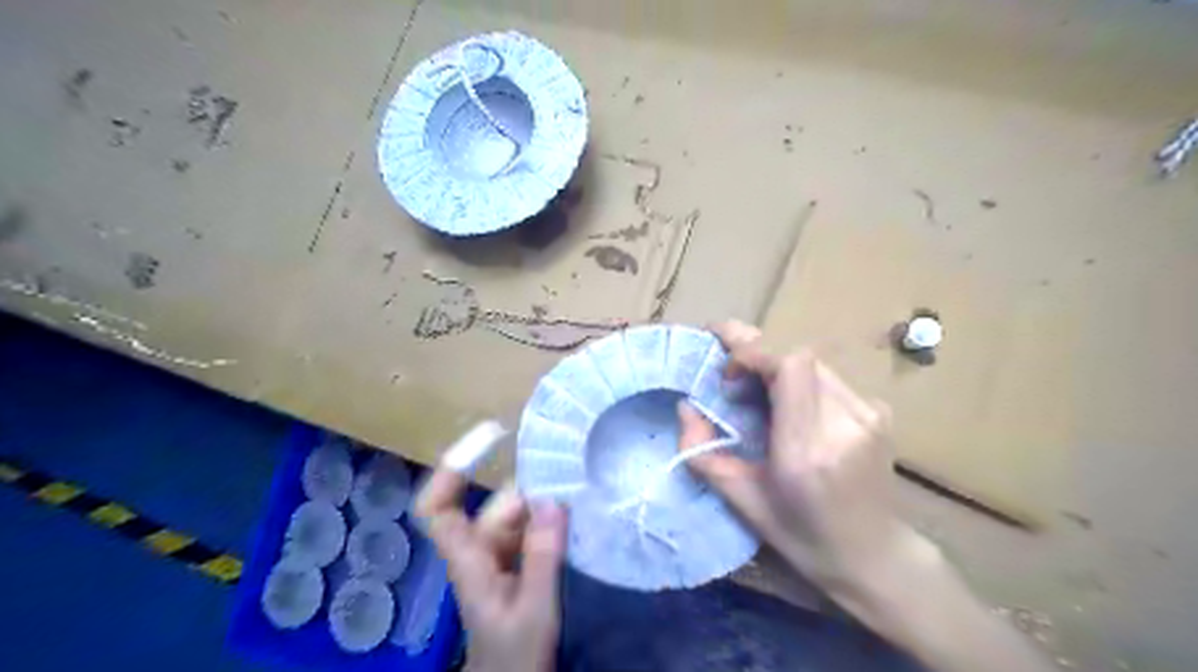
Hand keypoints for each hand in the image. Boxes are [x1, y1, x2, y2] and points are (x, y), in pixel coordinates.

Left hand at [417, 470, 568, 671]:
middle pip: (494, 504)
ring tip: (581, 494)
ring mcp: (498, 555)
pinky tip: (576, 516)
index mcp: (468, 561)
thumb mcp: (534, 609)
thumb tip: (553, 500)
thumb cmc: (515, 654)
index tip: (489, 440)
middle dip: (528, 492)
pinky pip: (532, 528)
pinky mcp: (518, 561)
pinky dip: (550, 520)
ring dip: (544, 504)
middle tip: (570, 477)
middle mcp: (479, 549)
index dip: (453, 471)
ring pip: (518, 514)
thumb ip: (542, 557)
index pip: (438, 509)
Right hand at [679, 323, 1051, 668]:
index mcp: (807, 451)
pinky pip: (829, 378)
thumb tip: (685, 406)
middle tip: (732, 379)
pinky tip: (792, 409)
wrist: (874, 555)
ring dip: (778, 370)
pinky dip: (801, 382)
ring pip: (813, 363)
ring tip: (758, 396)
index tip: (725, 369)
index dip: (753, 351)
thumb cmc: (801, 536)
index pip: (789, 367)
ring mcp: (870, 414)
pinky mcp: (880, 411)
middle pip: (798, 357)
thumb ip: (703, 452)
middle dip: (758, 358)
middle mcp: (845, 424)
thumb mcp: (741, 502)